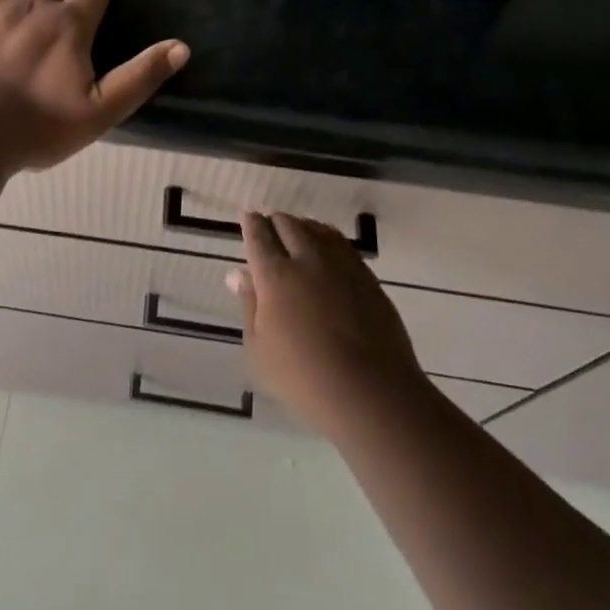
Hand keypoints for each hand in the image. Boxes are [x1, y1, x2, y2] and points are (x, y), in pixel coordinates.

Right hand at [228, 213, 426, 438]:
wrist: (371, 391)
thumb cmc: (303, 378)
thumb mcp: (259, 349)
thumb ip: (249, 305)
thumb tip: (239, 274)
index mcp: (275, 276)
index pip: (259, 237)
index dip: (250, 224)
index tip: (247, 217)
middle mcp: (308, 260)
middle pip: (289, 225)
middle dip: (275, 222)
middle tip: (269, 228)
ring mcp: (342, 266)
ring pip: (318, 230)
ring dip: (302, 226)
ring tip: (297, 232)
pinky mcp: (368, 278)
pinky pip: (343, 245)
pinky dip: (328, 239)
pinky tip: (327, 249)